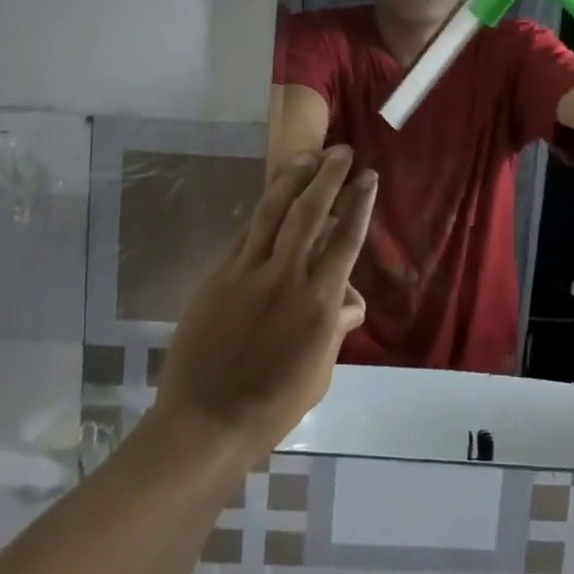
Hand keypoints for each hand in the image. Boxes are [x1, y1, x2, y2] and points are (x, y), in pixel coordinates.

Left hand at [152, 148, 374, 462]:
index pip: (345, 240)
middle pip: (310, 213)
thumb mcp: (320, 372)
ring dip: (291, 180)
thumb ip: (335, 328)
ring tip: (306, 156)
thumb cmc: (273, 406)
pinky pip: (245, 235)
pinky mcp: (218, 277)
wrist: (205, 422)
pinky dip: (262, 213)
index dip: (359, 204)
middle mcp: (285, 277)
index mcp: (318, 303)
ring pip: (272, 213)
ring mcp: (247, 273)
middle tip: (340, 152)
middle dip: (328, 177)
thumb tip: (349, 300)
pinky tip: (270, 199)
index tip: (368, 176)